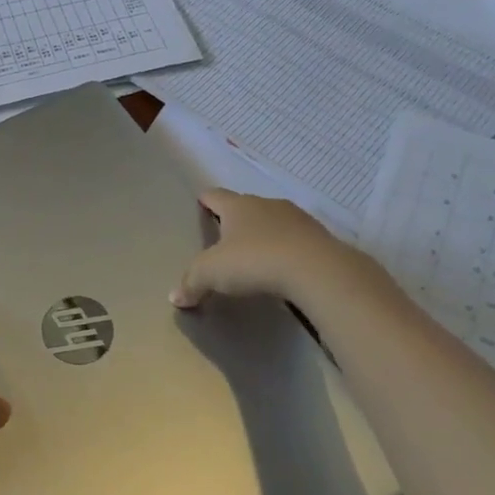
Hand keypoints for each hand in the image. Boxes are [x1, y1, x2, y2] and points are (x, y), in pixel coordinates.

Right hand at [170, 189, 385, 310]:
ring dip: (265, 233)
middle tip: (226, 238)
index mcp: (237, 206)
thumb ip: (191, 283)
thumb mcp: (212, 274)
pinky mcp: (320, 237)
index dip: (206, 200)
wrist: (316, 270)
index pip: (215, 195)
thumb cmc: (255, 261)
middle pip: (246, 206)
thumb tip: (175, 298)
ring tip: (257, 254)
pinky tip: (284, 267)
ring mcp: (296, 218)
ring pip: (274, 221)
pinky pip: (296, 239)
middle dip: (236, 220)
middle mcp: (266, 204)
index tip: (201, 204)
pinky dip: (287, 249)